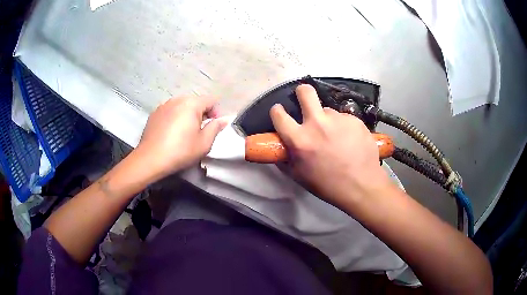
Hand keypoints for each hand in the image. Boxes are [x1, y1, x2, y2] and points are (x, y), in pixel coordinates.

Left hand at [136, 96, 226, 179]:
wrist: (151, 158)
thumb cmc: (181, 151)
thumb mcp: (204, 143)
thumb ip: (216, 128)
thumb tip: (224, 119)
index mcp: (192, 104)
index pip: (211, 100)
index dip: (216, 112)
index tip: (213, 126)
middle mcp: (177, 99)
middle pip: (195, 101)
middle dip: (201, 112)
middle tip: (200, 130)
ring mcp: (164, 105)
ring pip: (181, 105)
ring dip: (187, 114)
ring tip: (185, 131)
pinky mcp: (154, 113)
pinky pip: (170, 110)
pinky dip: (174, 117)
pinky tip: (171, 132)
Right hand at [270, 84, 392, 205]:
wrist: (361, 186)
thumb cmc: (327, 185)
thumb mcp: (299, 176)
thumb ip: (285, 159)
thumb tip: (279, 148)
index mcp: (299, 139)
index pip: (279, 114)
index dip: (277, 111)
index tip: (280, 111)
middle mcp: (317, 123)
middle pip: (306, 92)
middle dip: (302, 92)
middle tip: (305, 99)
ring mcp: (338, 119)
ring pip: (328, 110)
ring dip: (328, 119)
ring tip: (337, 136)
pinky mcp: (355, 120)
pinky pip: (344, 118)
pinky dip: (344, 126)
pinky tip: (350, 140)